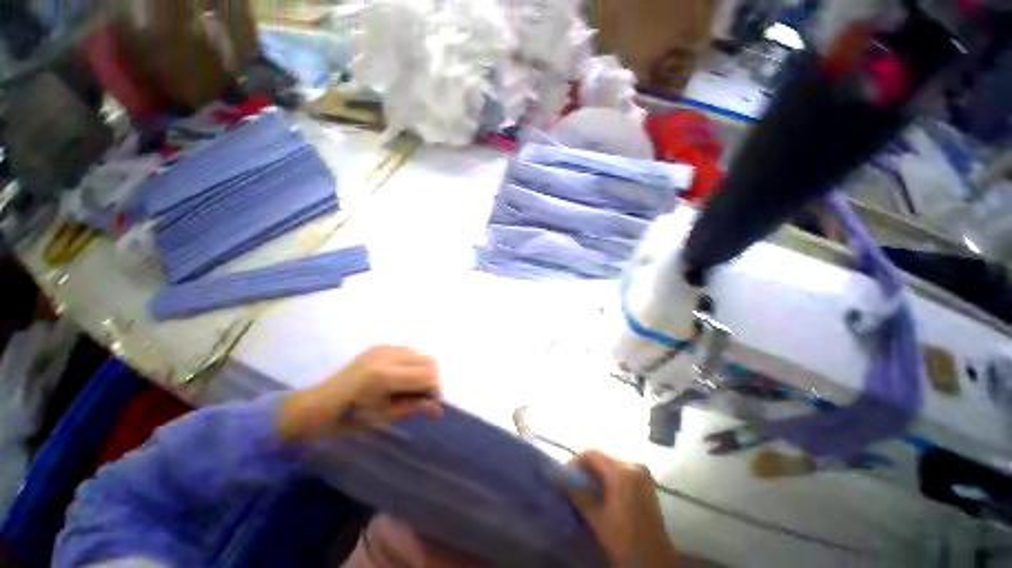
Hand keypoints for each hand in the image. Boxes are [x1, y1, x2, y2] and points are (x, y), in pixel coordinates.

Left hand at [278, 345, 442, 441]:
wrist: (317, 405)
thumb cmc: (349, 418)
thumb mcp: (384, 417)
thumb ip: (414, 408)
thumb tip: (439, 409)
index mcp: (383, 376)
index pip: (428, 375)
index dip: (435, 390)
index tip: (431, 403)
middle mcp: (386, 355)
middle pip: (429, 361)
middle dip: (432, 379)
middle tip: (422, 396)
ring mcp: (383, 348)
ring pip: (421, 354)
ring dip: (423, 370)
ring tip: (410, 386)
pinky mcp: (380, 346)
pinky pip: (408, 351)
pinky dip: (411, 364)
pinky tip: (399, 377)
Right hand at [566, 450, 679, 567]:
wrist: (655, 561)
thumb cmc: (624, 540)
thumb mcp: (596, 517)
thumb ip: (577, 492)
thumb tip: (557, 476)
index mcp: (621, 472)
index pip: (591, 454)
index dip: (575, 462)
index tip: (566, 477)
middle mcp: (633, 466)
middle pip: (602, 459)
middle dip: (586, 470)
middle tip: (574, 485)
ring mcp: (642, 475)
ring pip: (612, 466)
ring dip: (597, 475)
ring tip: (587, 492)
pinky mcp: (647, 484)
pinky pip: (623, 473)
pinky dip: (610, 480)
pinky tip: (604, 496)